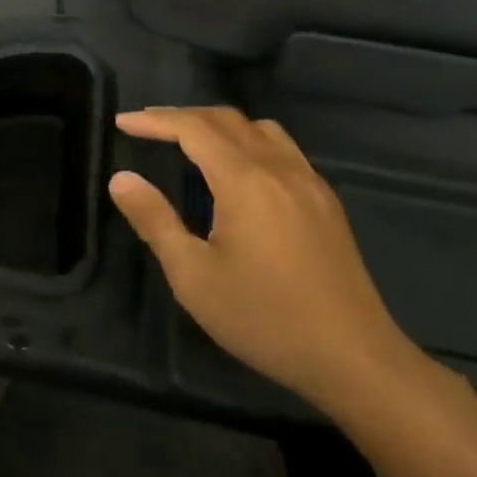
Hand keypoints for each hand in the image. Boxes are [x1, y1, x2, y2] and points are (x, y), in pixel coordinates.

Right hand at [109, 107, 422, 414]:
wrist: (356, 359)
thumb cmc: (265, 318)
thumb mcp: (193, 276)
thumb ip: (155, 221)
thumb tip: (121, 178)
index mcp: (244, 180)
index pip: (192, 128)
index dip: (155, 120)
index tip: (122, 121)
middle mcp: (278, 168)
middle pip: (225, 119)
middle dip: (182, 116)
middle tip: (148, 126)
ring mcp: (308, 182)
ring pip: (259, 128)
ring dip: (218, 124)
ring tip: (191, 141)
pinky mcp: (326, 201)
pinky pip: (283, 148)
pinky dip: (249, 140)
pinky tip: (241, 170)